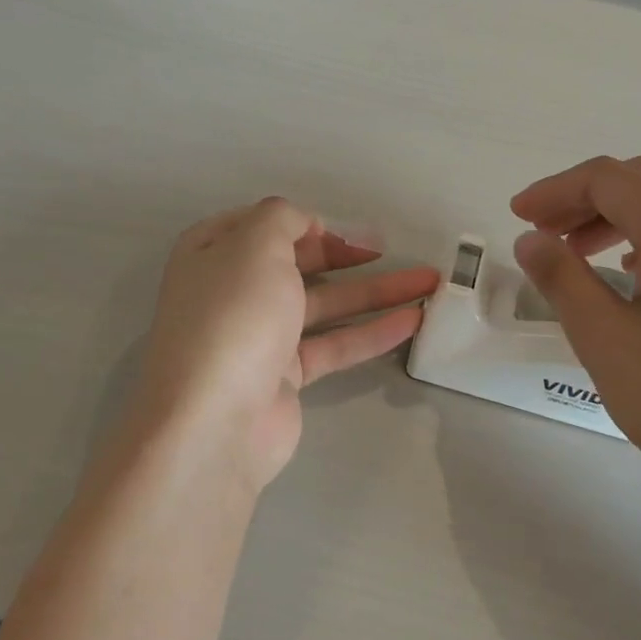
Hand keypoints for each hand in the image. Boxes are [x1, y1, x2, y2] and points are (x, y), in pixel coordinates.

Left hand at [131, 198, 439, 495]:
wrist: (214, 421)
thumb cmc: (234, 316)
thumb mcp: (256, 245)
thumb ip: (282, 218)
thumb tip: (303, 223)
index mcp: (212, 254)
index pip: (260, 225)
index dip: (301, 222)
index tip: (340, 228)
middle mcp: (232, 292)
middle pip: (296, 264)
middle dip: (344, 254)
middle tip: (388, 250)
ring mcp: (259, 337)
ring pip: (324, 305)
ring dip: (374, 292)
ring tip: (428, 282)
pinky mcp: (285, 377)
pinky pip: (334, 345)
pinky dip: (371, 332)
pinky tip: (413, 319)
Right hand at [511, 156, 640, 509]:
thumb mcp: (606, 340)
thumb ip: (561, 280)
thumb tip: (530, 240)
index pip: (605, 179)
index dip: (553, 191)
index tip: (517, 217)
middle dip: (583, 199)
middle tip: (542, 232)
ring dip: (617, 216)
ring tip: (578, 253)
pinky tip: (634, 275)